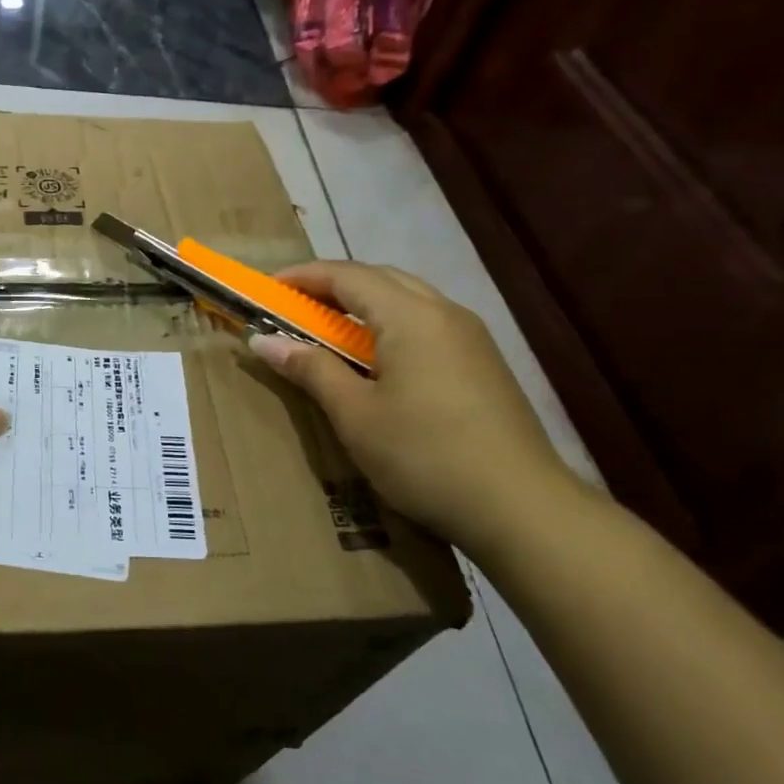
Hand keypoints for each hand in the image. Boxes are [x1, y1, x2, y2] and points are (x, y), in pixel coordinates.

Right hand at [249, 261, 575, 551]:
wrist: (520, 508)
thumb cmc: (424, 454)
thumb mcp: (354, 414)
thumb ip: (310, 368)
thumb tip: (262, 340)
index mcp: (410, 316)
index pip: (347, 275)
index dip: (303, 277)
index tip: (267, 288)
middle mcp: (444, 312)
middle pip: (380, 278)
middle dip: (333, 284)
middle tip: (294, 307)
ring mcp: (470, 337)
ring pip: (407, 298)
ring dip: (363, 303)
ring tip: (329, 330)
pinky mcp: (483, 363)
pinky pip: (427, 323)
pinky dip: (390, 324)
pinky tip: (376, 359)